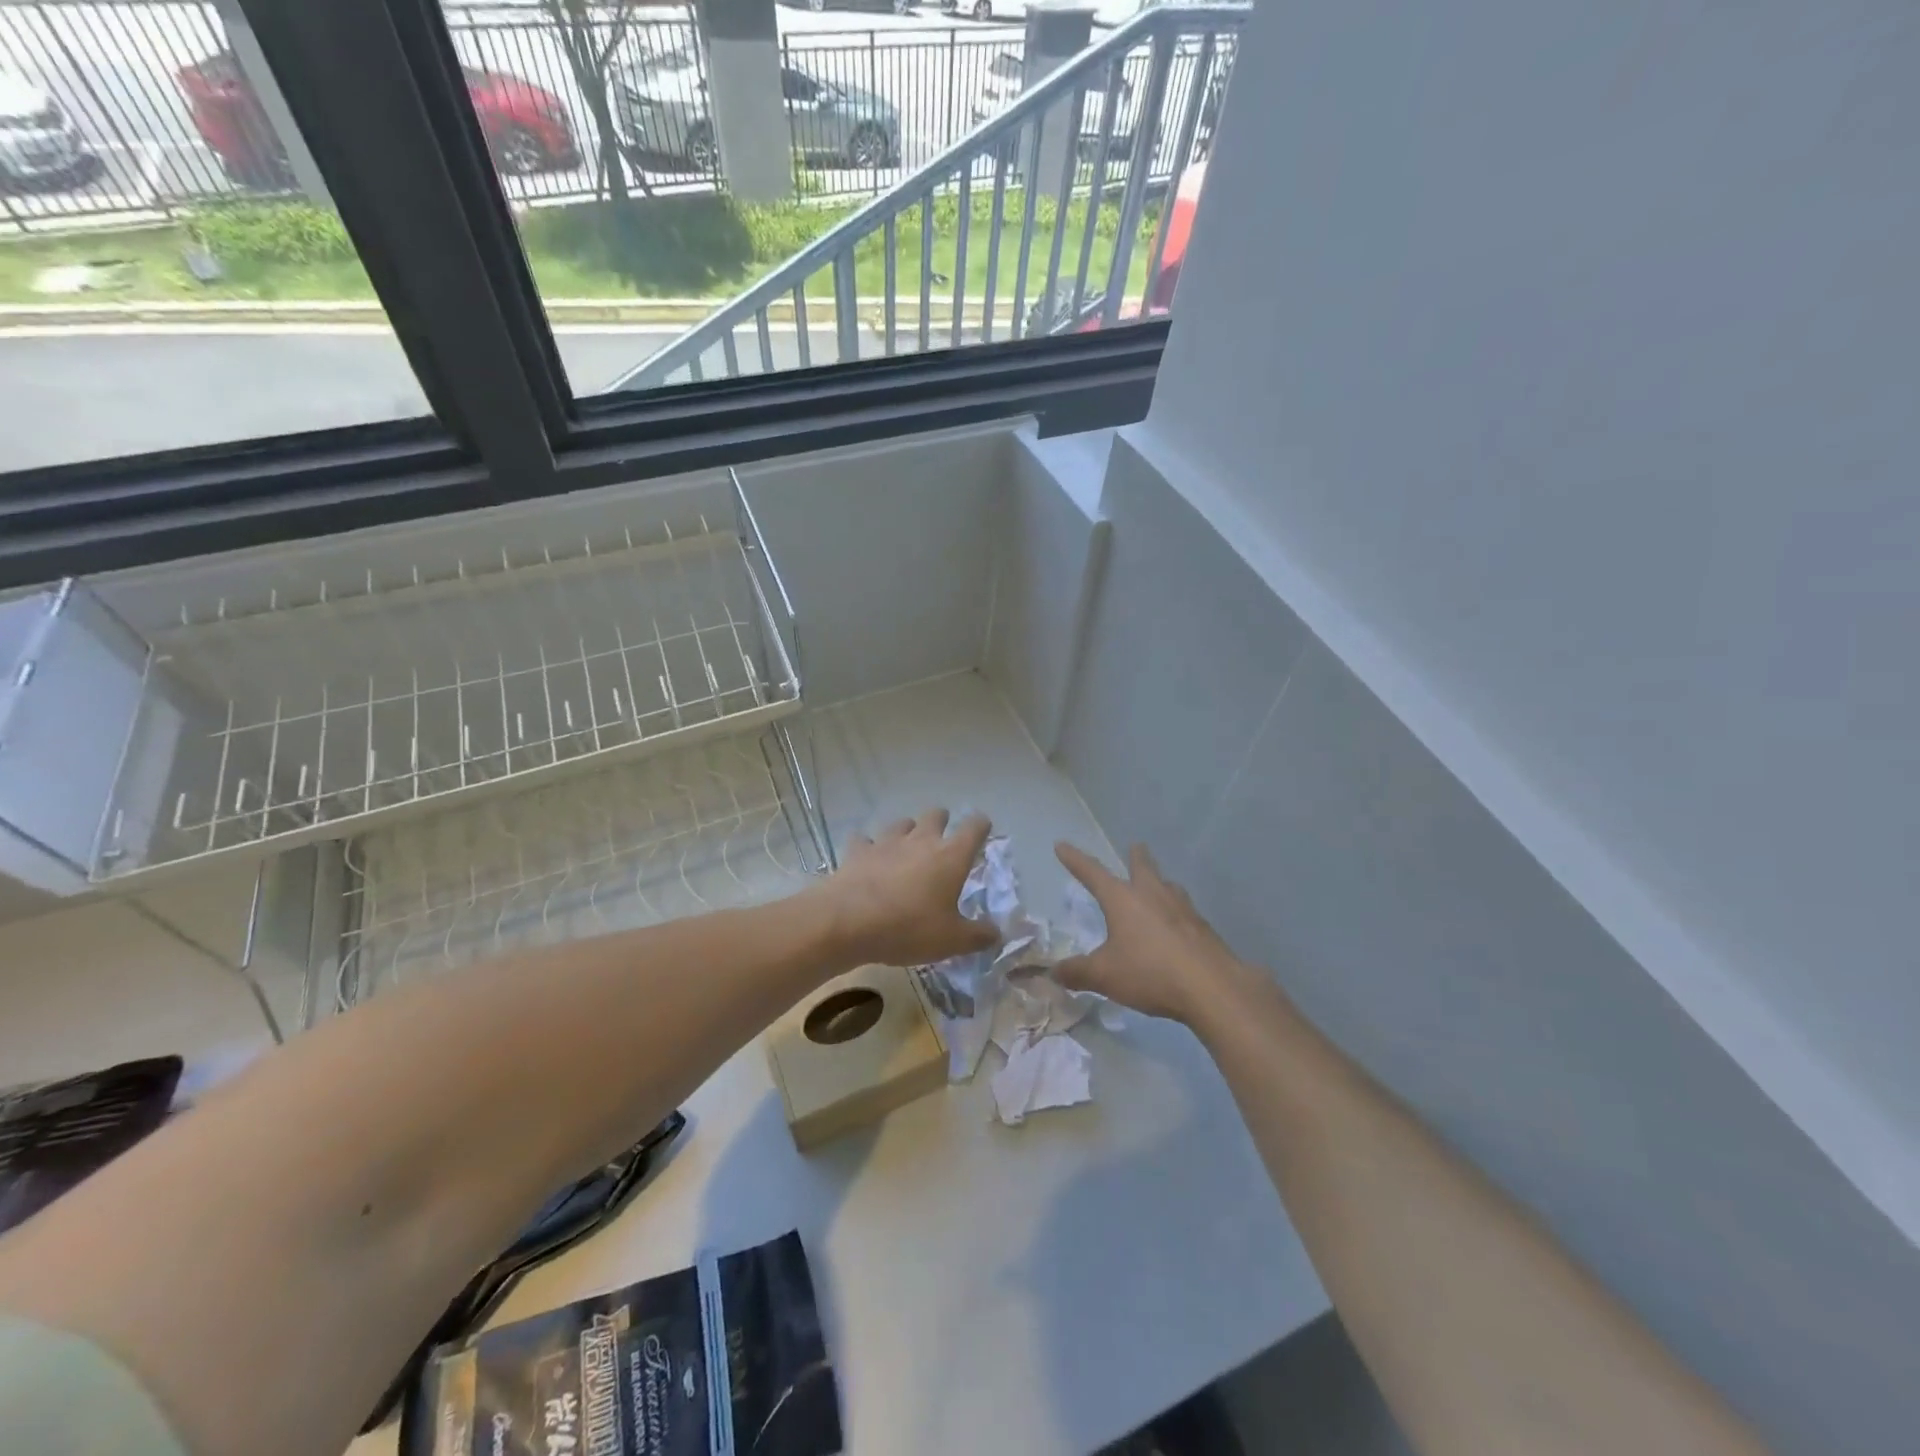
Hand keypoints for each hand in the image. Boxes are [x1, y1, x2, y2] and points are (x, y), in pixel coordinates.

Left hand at [820, 809, 997, 967]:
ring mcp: (886, 841)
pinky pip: (865, 840)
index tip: (982, 830)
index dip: (981, 826)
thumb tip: (996, 933)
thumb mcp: (951, 941)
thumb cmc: (908, 928)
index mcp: (951, 856)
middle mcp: (921, 840)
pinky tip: (868, 858)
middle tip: (942, 840)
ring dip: (908, 831)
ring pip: (902, 823)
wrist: (848, 922)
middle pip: (936, 815)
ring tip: (907, 848)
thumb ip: (978, 936)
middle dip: (942, 822)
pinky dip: (869, 847)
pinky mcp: (858, 850)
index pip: (974, 827)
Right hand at [1053, 841, 1251, 1023]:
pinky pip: (1185, 912)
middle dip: (1136, 857)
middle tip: (1135, 847)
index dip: (1075, 860)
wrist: (1212, 988)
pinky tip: (1177, 927)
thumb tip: (1054, 971)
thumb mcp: (1104, 976)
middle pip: (1143, 867)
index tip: (1062, 845)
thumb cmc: (1150, 973)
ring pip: (1168, 886)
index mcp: (1123, 899)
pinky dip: (1176, 912)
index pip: (1093, 873)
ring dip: (1160, 882)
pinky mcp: (1203, 928)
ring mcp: (1183, 909)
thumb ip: (1077, 972)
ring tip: (1158, 886)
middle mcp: (1153, 895)